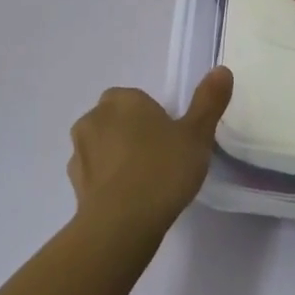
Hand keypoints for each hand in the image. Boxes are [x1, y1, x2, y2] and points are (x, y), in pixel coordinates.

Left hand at [67, 68, 233, 235]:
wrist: (121, 225)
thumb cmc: (162, 170)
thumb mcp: (197, 135)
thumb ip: (208, 101)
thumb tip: (221, 70)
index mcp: (122, 100)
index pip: (136, 99)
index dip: (153, 117)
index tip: (171, 138)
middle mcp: (94, 118)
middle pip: (116, 119)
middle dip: (132, 133)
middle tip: (160, 158)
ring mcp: (79, 153)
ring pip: (102, 146)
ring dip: (116, 157)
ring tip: (144, 183)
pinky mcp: (73, 185)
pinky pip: (95, 175)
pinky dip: (107, 182)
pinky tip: (128, 200)